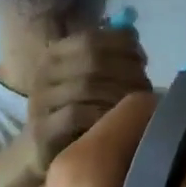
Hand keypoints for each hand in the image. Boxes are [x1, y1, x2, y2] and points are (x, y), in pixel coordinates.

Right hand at [26, 25, 149, 173]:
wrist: (43, 151)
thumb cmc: (76, 109)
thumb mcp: (90, 77)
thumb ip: (108, 54)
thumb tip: (133, 35)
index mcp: (55, 53)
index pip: (92, 38)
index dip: (123, 45)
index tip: (143, 60)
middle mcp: (43, 72)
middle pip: (92, 60)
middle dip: (125, 70)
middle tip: (146, 86)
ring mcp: (40, 101)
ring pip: (86, 86)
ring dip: (118, 94)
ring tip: (137, 106)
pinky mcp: (42, 130)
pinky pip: (76, 115)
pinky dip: (102, 115)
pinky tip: (118, 123)